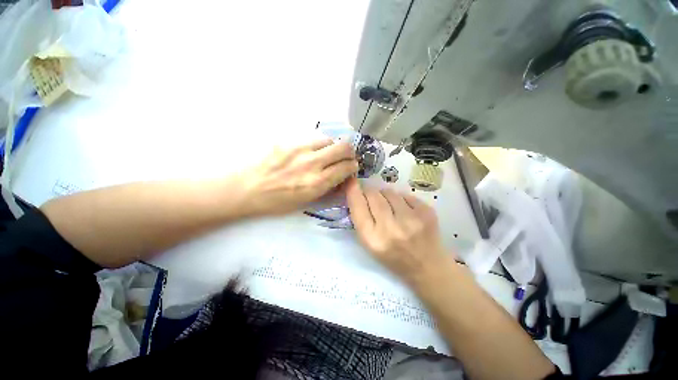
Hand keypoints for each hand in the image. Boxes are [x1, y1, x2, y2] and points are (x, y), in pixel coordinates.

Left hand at [244, 139, 357, 215]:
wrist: (246, 188)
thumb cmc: (276, 201)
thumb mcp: (306, 201)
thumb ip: (326, 188)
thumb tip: (340, 178)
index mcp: (316, 183)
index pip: (346, 167)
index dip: (353, 167)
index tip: (351, 168)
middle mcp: (312, 163)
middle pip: (343, 147)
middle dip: (349, 152)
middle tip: (345, 157)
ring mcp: (299, 149)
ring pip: (328, 139)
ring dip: (332, 147)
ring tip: (326, 154)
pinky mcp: (288, 140)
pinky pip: (311, 138)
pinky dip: (317, 145)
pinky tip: (310, 152)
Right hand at [346, 178, 451, 283]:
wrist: (427, 267)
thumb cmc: (393, 257)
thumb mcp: (370, 244)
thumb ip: (361, 219)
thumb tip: (358, 193)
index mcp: (373, 239)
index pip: (358, 206)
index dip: (353, 191)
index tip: (352, 182)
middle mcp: (391, 228)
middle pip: (373, 194)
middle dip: (370, 192)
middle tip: (372, 196)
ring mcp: (411, 219)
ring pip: (390, 192)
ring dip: (386, 196)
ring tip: (391, 208)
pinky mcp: (426, 212)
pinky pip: (405, 195)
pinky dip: (402, 199)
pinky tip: (406, 212)